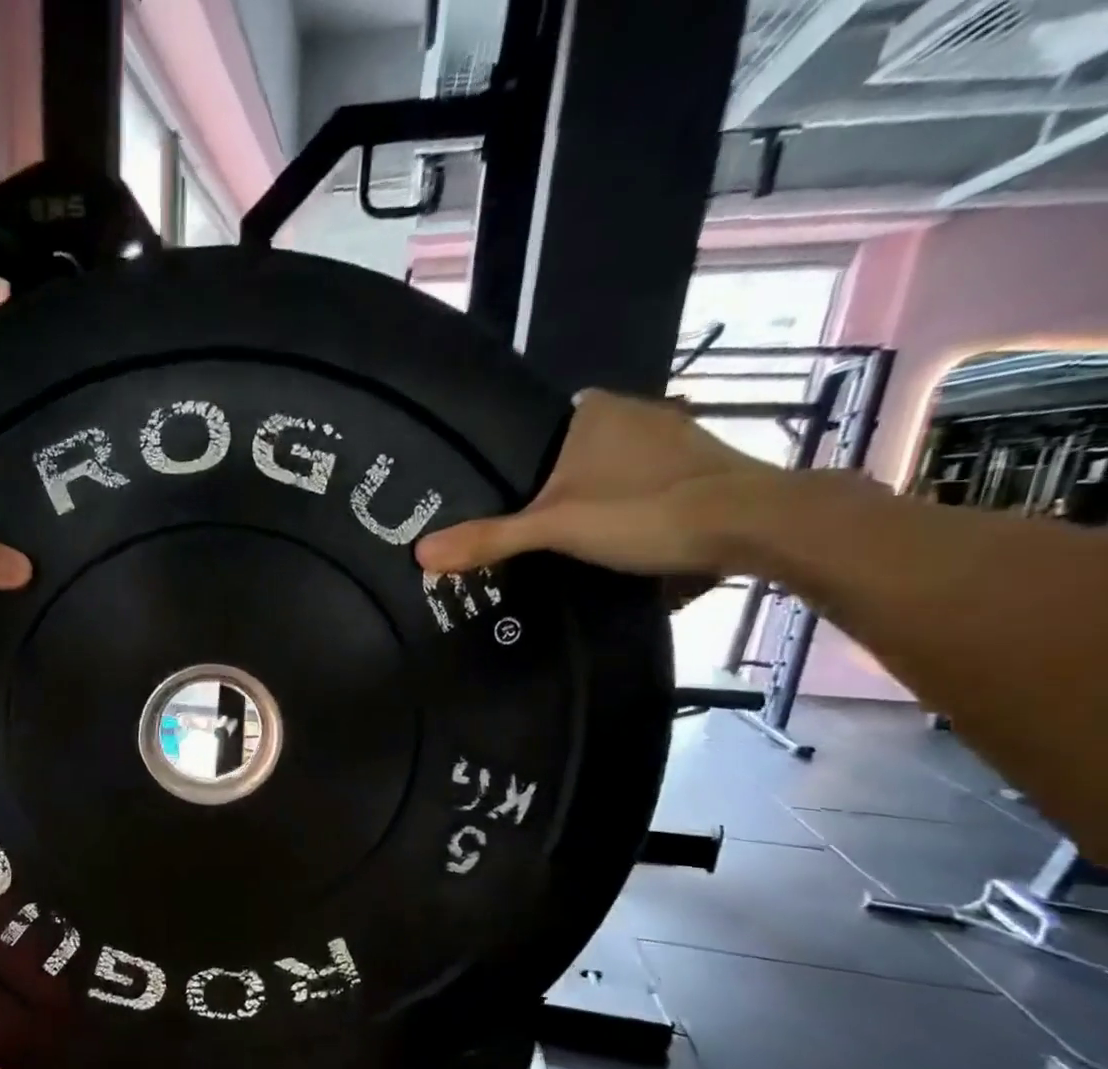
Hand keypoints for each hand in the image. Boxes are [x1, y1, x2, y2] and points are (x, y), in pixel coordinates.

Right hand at [415, 389, 786, 579]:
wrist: (754, 524)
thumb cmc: (644, 510)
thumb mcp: (554, 528)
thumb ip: (488, 539)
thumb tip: (419, 554)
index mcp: (593, 411)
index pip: (536, 425)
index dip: (514, 456)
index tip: (495, 491)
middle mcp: (632, 412)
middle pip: (571, 448)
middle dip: (550, 479)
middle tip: (520, 520)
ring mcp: (671, 437)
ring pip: (610, 465)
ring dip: (590, 492)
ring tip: (559, 533)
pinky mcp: (699, 466)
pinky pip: (642, 480)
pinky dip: (626, 502)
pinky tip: (615, 533)